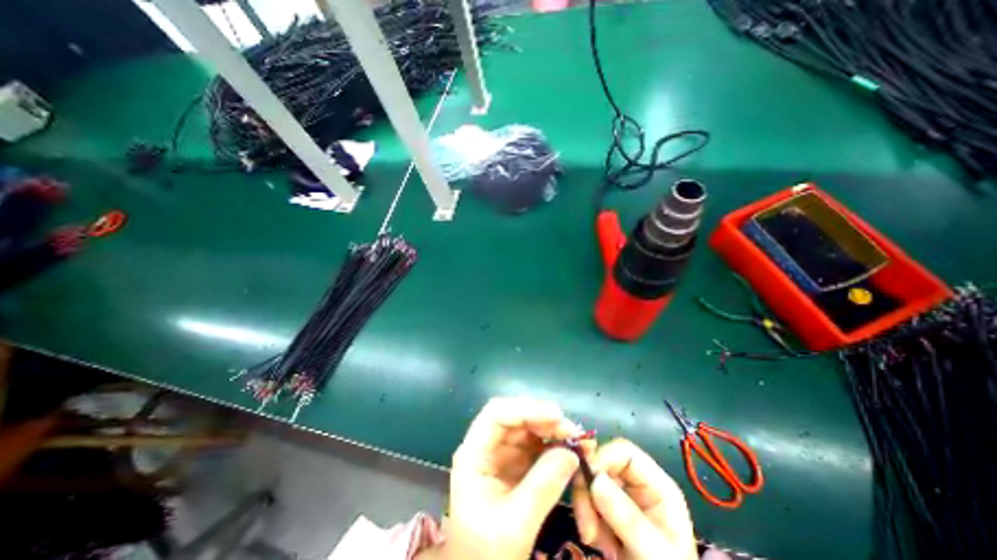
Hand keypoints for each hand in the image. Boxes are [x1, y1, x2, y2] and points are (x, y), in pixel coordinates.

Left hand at [419, 398, 589, 558]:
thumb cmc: (485, 555)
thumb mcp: (515, 524)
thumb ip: (543, 486)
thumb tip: (572, 453)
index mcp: (473, 454)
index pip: (496, 415)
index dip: (526, 409)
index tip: (557, 416)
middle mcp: (486, 446)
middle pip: (515, 418)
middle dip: (545, 421)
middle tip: (576, 434)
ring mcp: (501, 454)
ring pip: (528, 429)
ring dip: (554, 432)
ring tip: (580, 443)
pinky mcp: (515, 464)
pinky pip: (536, 446)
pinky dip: (555, 446)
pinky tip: (572, 452)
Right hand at [574, 439, 694, 556]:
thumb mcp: (654, 551)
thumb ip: (627, 517)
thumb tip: (595, 478)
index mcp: (656, 484)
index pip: (624, 452)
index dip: (602, 458)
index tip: (587, 481)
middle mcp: (637, 484)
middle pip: (602, 464)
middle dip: (589, 489)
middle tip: (586, 523)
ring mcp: (622, 497)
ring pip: (590, 481)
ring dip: (585, 507)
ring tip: (592, 539)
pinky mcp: (609, 512)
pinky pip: (587, 500)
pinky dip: (586, 518)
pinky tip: (595, 541)